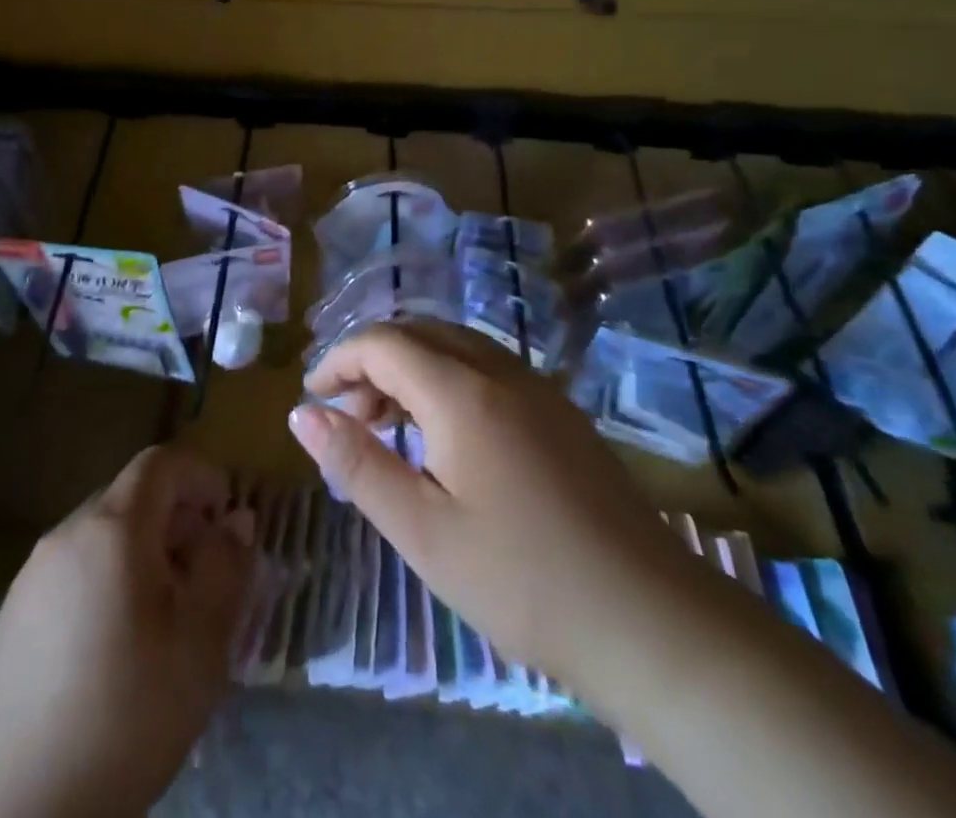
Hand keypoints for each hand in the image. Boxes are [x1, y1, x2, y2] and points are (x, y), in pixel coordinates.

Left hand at [0, 446, 253, 817]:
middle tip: (203, 574)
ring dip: (141, 550)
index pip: (161, 463)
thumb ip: (226, 568)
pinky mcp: (13, 611)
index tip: (226, 519)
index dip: (201, 476)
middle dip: (176, 518)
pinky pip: (72, 567)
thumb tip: (237, 521)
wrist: (25, 805)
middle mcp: (68, 532)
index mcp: (113, 528)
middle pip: (131, 496)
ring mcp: (34, 571)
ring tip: (163, 613)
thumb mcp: (201, 642)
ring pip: (102, 532)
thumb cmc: (129, 713)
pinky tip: (113, 642)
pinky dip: (105, 577)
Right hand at [289, 321, 710, 716]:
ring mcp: (537, 388)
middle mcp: (500, 370)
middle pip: (419, 333)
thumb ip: (358, 463)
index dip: (339, 360)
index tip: (312, 398)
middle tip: (348, 415)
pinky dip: (446, 381)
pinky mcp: (560, 412)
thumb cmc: (522, 580)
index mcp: (462, 391)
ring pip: (455, 347)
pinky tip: (446, 438)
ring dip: (410, 369)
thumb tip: (302, 414)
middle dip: (372, 361)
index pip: (383, 342)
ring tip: (389, 426)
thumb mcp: (422, 530)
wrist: (652, 622)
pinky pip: (486, 368)